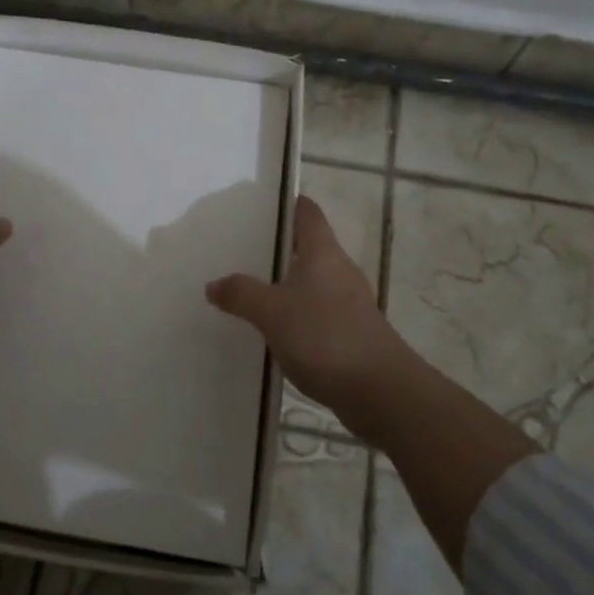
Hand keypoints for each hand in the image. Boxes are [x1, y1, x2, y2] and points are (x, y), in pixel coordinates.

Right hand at [206, 195, 416, 438]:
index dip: (288, 203)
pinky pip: (317, 313)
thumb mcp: (271, 312)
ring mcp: (349, 303)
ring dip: (286, 284)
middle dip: (279, 247)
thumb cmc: (325, 337)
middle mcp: (340, 270)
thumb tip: (214, 284)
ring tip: (251, 291)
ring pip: (312, 282)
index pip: (307, 212)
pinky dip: (296, 315)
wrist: (379, 391)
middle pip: (309, 247)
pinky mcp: (352, 333)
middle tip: (241, 250)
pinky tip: (275, 331)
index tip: (261, 205)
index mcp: (323, 252)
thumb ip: (240, 294)